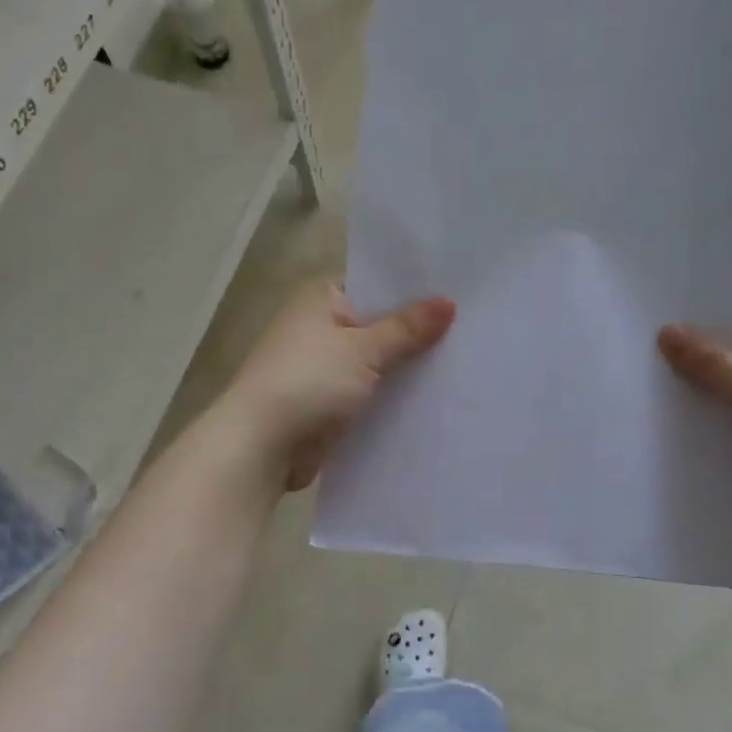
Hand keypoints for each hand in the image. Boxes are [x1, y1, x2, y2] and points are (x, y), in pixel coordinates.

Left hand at [222, 278, 455, 491]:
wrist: (260, 448)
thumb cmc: (307, 383)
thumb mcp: (363, 350)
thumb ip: (407, 329)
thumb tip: (449, 302)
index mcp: (321, 299)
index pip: (376, 283)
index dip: (414, 290)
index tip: (458, 295)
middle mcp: (320, 327)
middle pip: (379, 324)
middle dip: (417, 333)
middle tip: (472, 331)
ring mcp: (323, 366)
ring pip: (376, 361)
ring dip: (406, 368)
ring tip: (463, 364)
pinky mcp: (328, 402)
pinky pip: (369, 392)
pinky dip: (391, 396)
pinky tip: (432, 399)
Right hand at [657, 323, 731, 556]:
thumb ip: (711, 364)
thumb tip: (667, 331)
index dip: (708, 327)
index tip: (662, 323)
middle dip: (694, 369)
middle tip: (640, 357)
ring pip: (725, 406)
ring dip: (695, 407)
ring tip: (640, 393)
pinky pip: (724, 439)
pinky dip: (701, 438)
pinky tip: (660, 433)